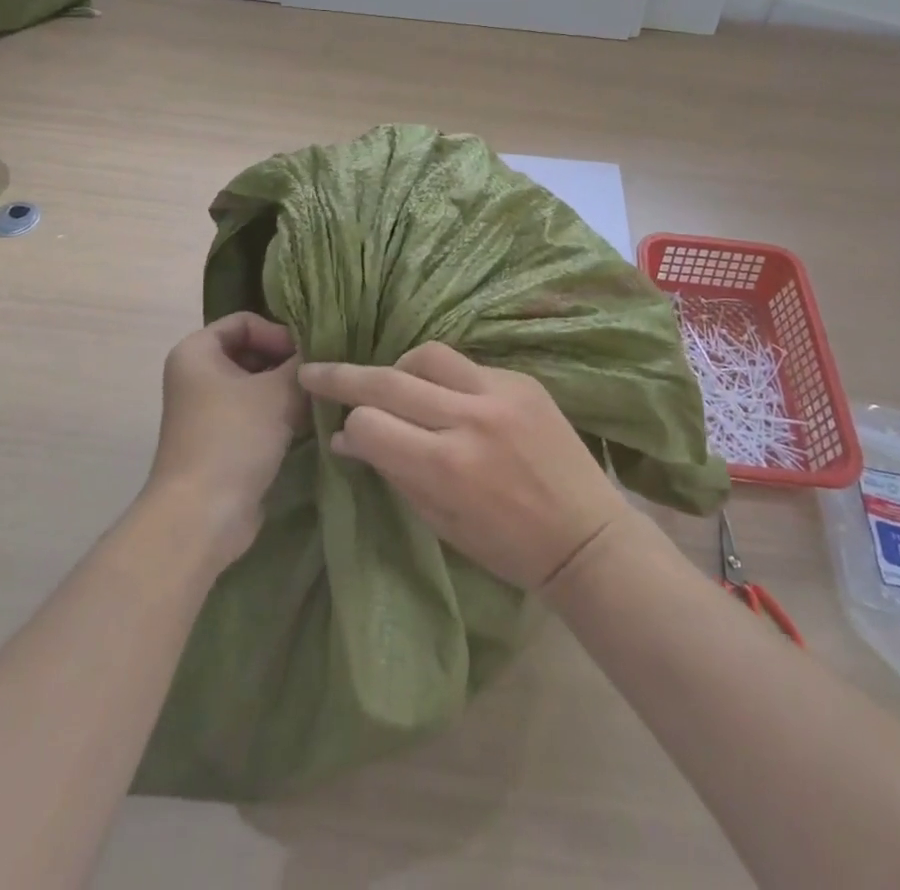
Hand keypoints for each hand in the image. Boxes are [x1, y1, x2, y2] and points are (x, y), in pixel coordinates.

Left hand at [153, 313, 306, 567]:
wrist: (202, 516)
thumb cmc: (234, 438)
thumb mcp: (278, 391)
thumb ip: (304, 363)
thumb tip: (324, 349)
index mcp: (197, 351)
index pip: (245, 321)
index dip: (279, 332)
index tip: (307, 355)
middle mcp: (197, 375)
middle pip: (252, 352)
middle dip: (288, 362)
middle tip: (320, 378)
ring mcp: (208, 411)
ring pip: (257, 385)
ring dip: (288, 390)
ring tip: (319, 400)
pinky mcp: (222, 441)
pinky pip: (255, 414)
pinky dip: (280, 414)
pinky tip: (308, 423)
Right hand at [298, 343, 630, 590]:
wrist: (585, 535)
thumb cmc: (507, 546)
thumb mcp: (440, 522)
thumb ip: (393, 472)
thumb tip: (347, 439)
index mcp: (445, 466)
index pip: (369, 424)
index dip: (349, 429)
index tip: (342, 433)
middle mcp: (469, 418)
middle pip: (388, 379)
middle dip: (343, 376)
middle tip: (314, 371)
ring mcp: (500, 392)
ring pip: (426, 354)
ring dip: (399, 367)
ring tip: (391, 383)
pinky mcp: (523, 380)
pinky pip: (467, 365)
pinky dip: (444, 378)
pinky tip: (445, 396)